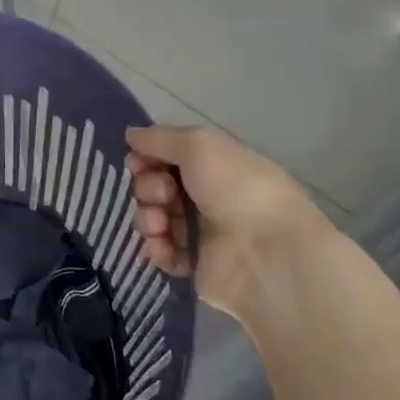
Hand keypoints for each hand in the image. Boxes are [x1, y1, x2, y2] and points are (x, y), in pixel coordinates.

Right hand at [125, 125, 330, 326]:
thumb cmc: (237, 189)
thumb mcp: (199, 145)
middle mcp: (205, 196)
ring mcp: (198, 232)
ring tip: (161, 225)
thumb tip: (130, 135)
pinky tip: (166, 246)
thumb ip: (159, 138)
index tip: (138, 162)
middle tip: (164, 195)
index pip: (165, 157)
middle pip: (153, 187)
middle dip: (148, 189)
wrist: (268, 251)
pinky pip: (160, 251)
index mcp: (212, 166)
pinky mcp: (193, 264)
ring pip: (152, 218)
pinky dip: (157, 247)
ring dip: (148, 218)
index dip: (146, 158)